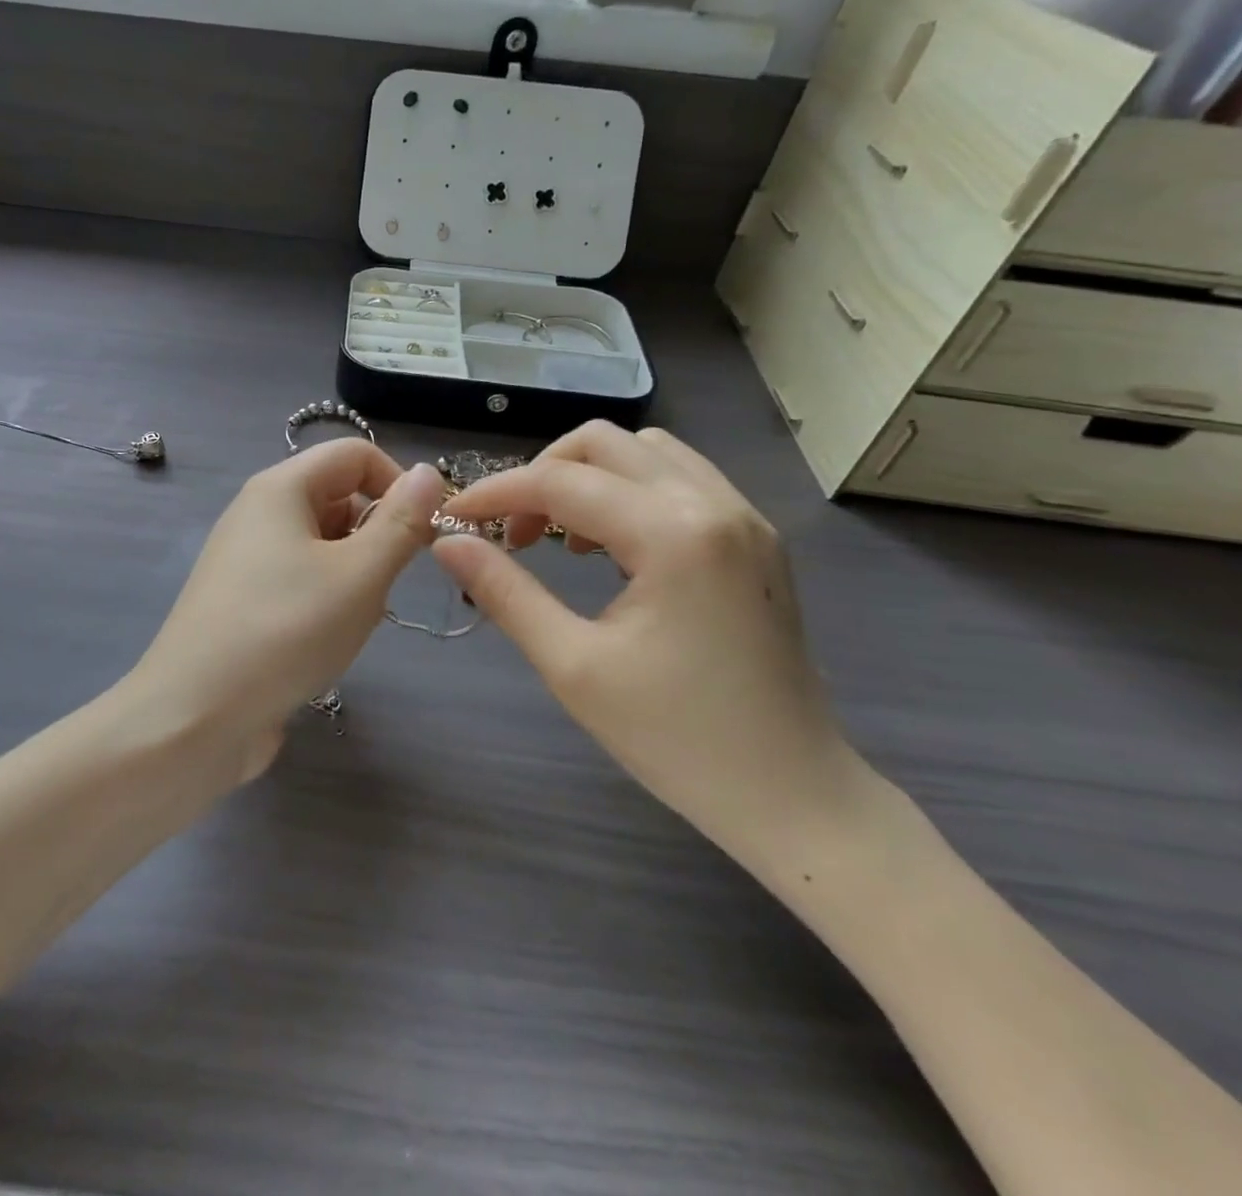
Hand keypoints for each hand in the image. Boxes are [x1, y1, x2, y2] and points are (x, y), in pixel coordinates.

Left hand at [136, 441, 447, 779]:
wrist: (195, 717)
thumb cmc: (286, 632)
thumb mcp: (359, 575)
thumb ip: (400, 522)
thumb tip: (427, 473)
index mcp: (280, 488)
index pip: (354, 454)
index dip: (398, 483)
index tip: (426, 534)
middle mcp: (258, 513)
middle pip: (337, 496)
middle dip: (376, 532)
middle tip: (387, 585)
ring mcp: (246, 559)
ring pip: (322, 543)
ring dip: (355, 572)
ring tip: (357, 618)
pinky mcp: (244, 601)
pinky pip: (300, 578)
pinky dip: (327, 598)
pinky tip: (330, 639)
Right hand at [432, 423, 863, 862]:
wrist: (794, 797)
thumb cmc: (676, 739)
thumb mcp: (572, 666)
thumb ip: (504, 592)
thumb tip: (447, 543)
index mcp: (674, 534)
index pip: (561, 482)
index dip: (495, 494)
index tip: (452, 520)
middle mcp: (714, 505)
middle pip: (603, 443)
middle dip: (540, 475)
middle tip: (510, 533)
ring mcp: (743, 517)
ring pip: (644, 452)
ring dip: (587, 478)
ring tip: (558, 537)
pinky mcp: (754, 539)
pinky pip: (678, 480)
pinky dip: (627, 492)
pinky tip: (609, 547)